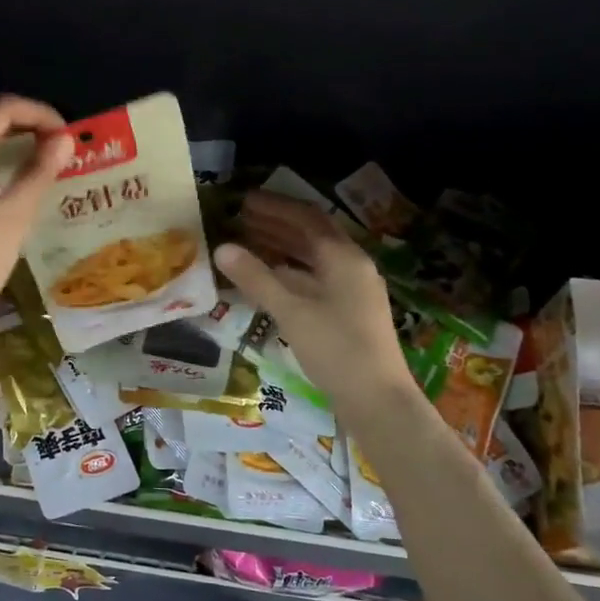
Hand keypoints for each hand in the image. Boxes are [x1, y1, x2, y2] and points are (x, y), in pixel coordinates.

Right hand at [214, 191, 413, 406]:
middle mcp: (353, 266)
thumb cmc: (335, 349)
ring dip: (283, 246)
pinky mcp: (350, 311)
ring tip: (250, 242)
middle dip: (277, 224)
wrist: (377, 399)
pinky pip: (316, 277)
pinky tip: (271, 278)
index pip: (307, 217)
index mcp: (344, 257)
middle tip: (242, 219)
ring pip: (314, 257)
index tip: (244, 201)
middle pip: (312, 234)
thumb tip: (222, 248)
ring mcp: (354, 289)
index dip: (275, 207)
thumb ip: (256, 277)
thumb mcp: (291, 311)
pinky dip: (291, 270)